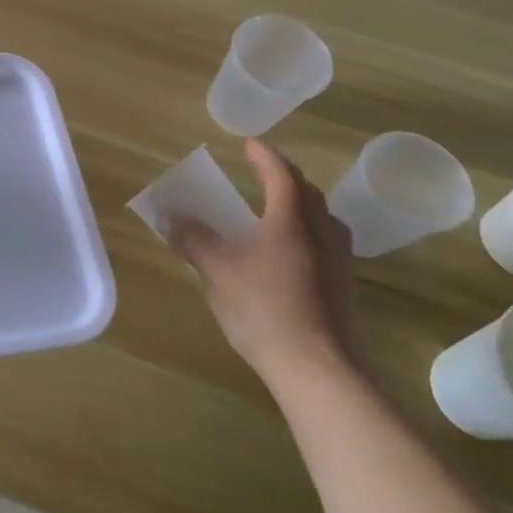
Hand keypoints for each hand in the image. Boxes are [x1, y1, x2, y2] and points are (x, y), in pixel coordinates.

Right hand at [168, 139, 359, 390]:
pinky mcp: (343, 288)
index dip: (264, 156)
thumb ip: (192, 239)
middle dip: (285, 178)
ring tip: (277, 209)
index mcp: (291, 218)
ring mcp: (338, 261)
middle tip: (262, 173)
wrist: (319, 368)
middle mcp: (321, 232)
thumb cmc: (264, 307)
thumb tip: (169, 217)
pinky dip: (306, 233)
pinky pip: (325, 243)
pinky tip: (289, 253)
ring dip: (300, 205)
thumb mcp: (216, 270)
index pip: (281, 174)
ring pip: (322, 219)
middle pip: (308, 193)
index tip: (249, 144)